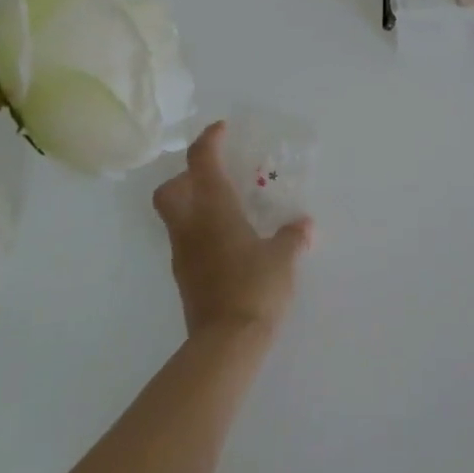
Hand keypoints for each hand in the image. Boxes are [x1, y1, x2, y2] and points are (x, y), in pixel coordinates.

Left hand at [152, 122, 312, 340]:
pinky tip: (230, 244)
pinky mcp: (186, 278)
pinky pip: (188, 242)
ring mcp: (184, 254)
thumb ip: (292, 237)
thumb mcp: (283, 259)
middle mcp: (191, 226)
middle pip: (170, 189)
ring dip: (195, 205)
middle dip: (186, 177)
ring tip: (229, 211)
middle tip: (215, 177)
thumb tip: (304, 225)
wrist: (226, 343)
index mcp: (214, 210)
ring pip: (176, 217)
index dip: (209, 140)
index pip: (201, 161)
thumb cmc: (256, 288)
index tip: (221, 129)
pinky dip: (203, 233)